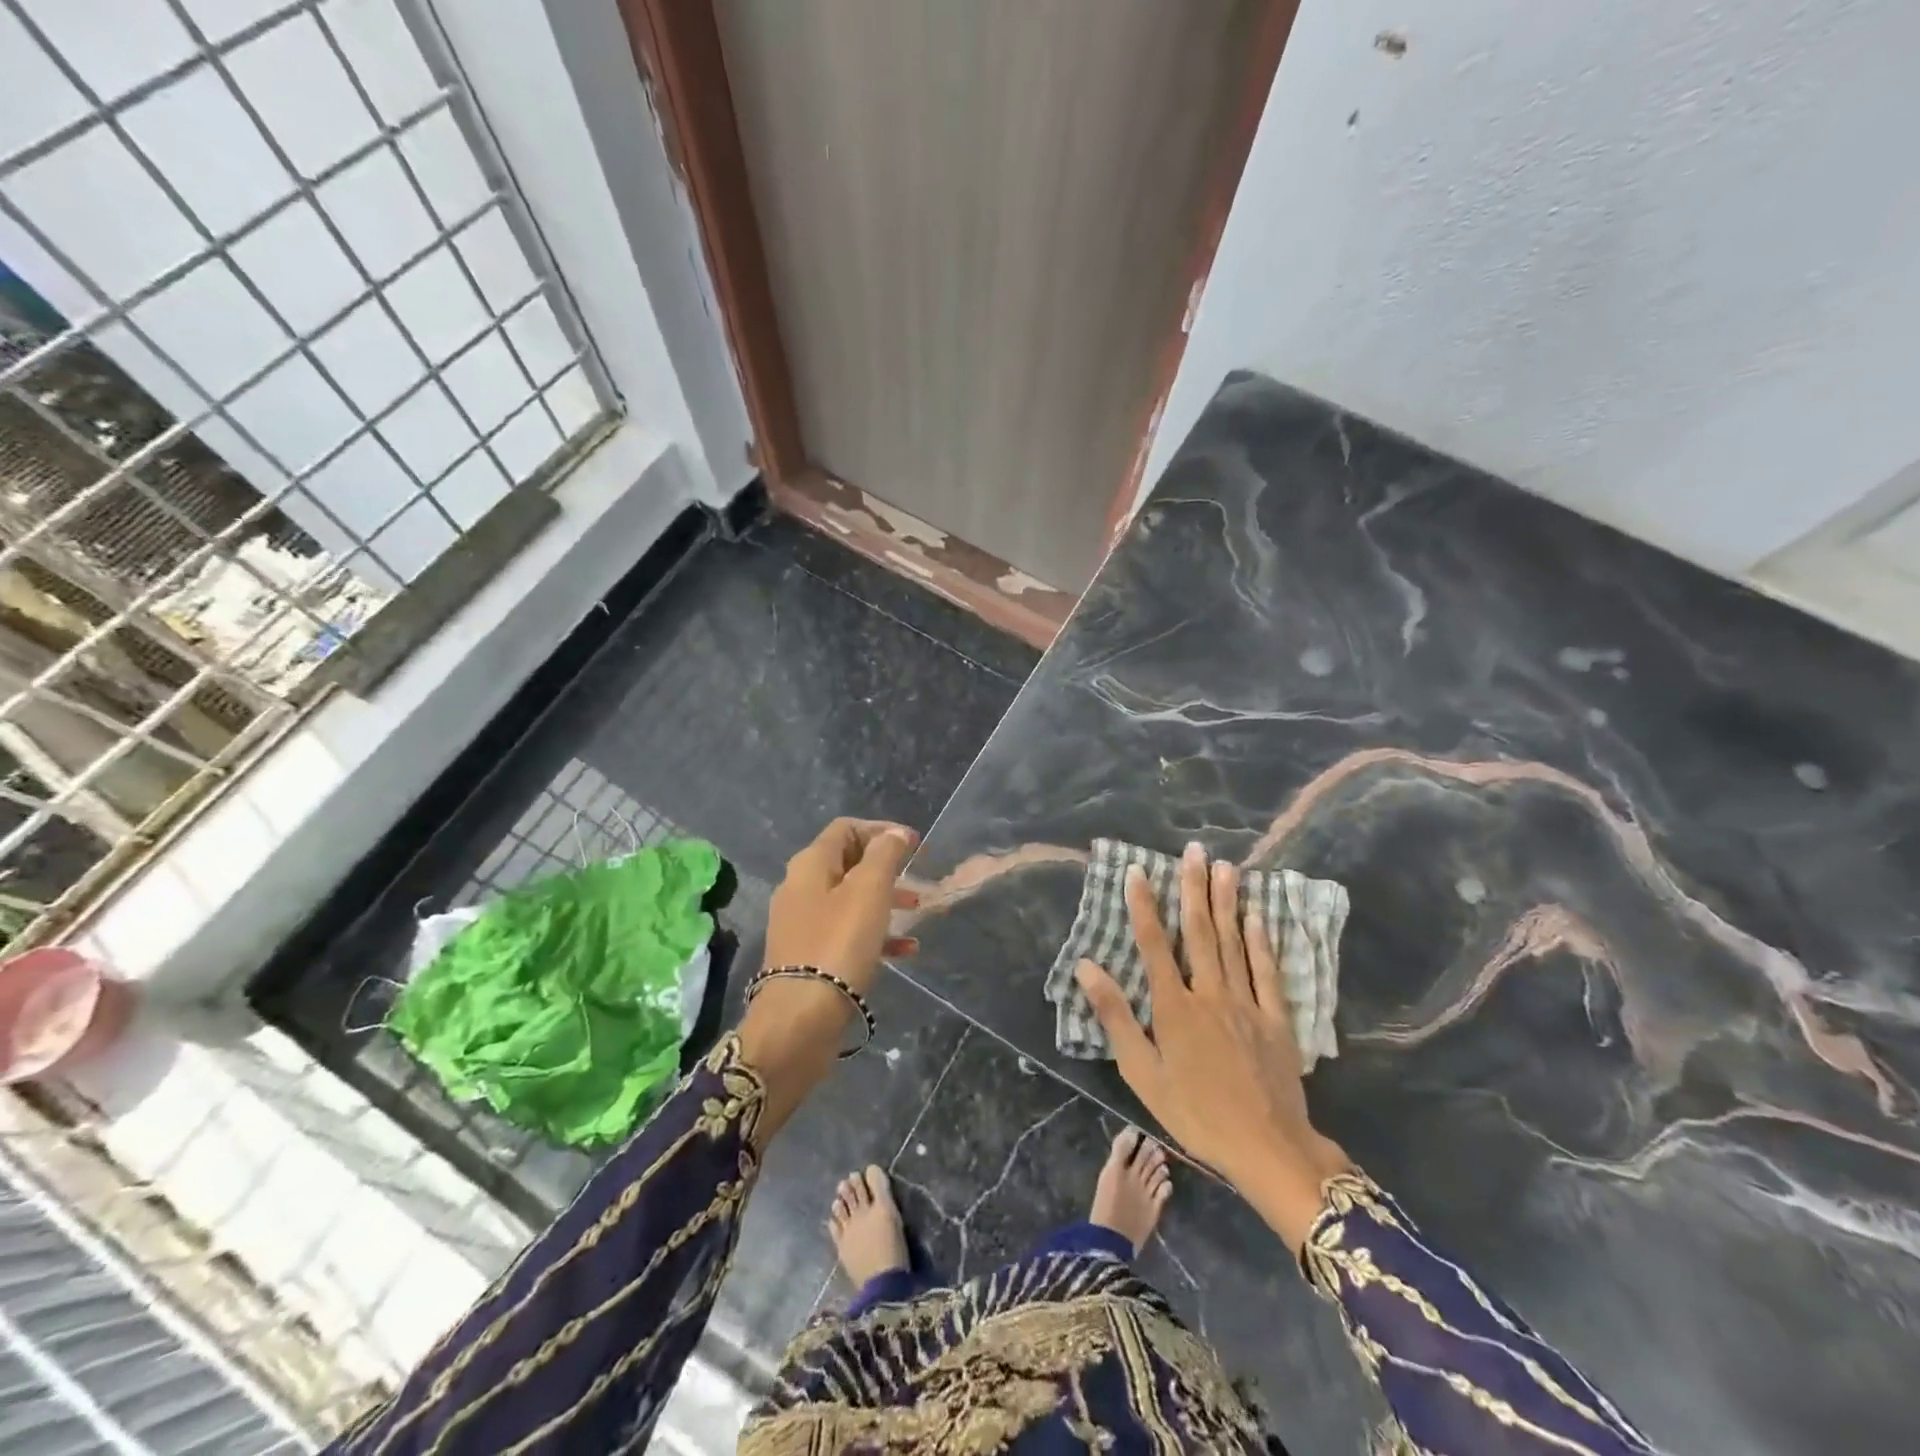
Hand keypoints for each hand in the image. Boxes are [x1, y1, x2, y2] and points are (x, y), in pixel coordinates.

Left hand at [740, 818, 919, 1146]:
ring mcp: (802, 924)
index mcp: (810, 865)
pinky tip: (905, 950)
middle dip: (886, 867)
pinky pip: (846, 933)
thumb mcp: (869, 891)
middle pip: (848, 863)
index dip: (881, 830)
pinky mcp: (809, 957)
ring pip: (850, 900)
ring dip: (885, 900)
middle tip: (918, 877)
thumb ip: (885, 855)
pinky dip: (876, 934)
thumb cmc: (838, 944)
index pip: (846, 829)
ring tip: (918, 910)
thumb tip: (895, 833)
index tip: (915, 844)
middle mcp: (800, 888)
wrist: (800, 1020)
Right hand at [1074, 844, 1350, 1251]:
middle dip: (1193, 888)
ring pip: (1233, 942)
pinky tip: (1258, 914)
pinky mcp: (1276, 1018)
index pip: (1153, 944)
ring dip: (1227, 902)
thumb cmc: (1195, 1114)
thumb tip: (1086, 967)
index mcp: (1173, 1007)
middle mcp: (1209, 993)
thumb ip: (1115, 1017)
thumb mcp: (1142, 1073)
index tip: (1138, 871)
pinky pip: (1268, 971)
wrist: (1266, 1148)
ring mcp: (1246, 1003)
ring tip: (1225, 866)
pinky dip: (1261, 940)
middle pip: (1199, 931)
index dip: (1144, 905)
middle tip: (1193, 850)